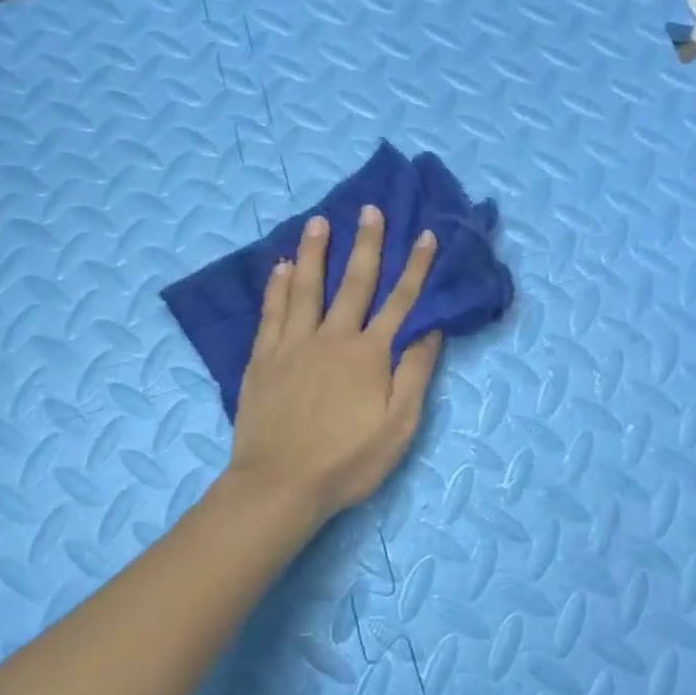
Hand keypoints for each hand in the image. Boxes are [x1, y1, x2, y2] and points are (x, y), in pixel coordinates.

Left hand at [227, 207, 442, 522]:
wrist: (280, 484)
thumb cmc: (348, 461)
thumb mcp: (398, 426)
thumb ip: (415, 373)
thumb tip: (431, 329)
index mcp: (369, 354)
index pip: (400, 302)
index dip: (416, 268)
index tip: (426, 236)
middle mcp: (332, 338)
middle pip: (354, 283)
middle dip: (367, 244)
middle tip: (371, 210)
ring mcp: (293, 345)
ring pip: (307, 288)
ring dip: (316, 252)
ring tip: (320, 221)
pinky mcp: (264, 359)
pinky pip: (272, 313)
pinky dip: (277, 287)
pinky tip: (280, 267)